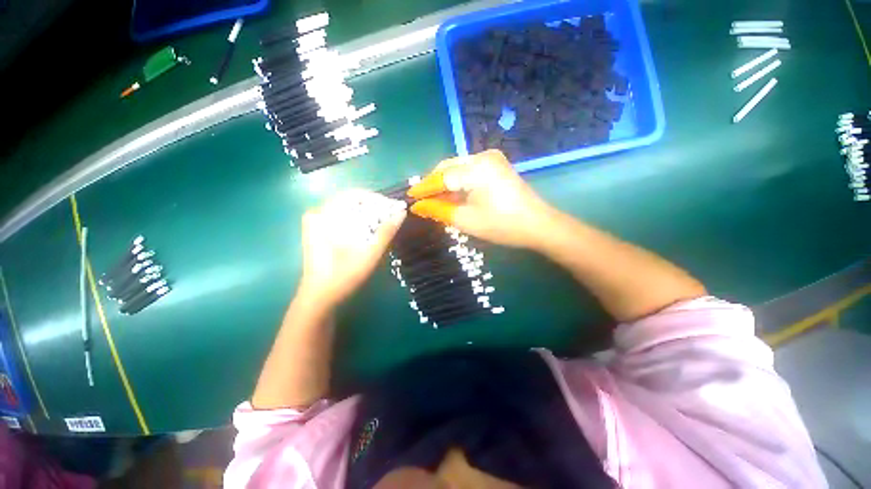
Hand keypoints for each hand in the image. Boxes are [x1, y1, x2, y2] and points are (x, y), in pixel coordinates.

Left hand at [298, 190, 406, 307]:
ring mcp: (316, 223)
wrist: (319, 298)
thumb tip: (401, 212)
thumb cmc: (344, 275)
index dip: (378, 199)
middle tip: (392, 218)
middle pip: (352, 202)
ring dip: (368, 216)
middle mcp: (318, 213)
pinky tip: (368, 233)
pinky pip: (342, 219)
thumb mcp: (369, 253)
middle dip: (375, 209)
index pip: (355, 195)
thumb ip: (386, 231)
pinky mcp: (318, 233)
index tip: (394, 208)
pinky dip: (358, 223)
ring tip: (384, 225)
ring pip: (348, 211)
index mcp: (326, 215)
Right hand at [409, 150, 555, 248]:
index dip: (424, 188)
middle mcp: (482, 156)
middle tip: (422, 199)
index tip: (410, 197)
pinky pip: (469, 169)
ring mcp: (492, 158)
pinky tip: (453, 193)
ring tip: (435, 199)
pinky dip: (458, 181)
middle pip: (448, 167)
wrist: (538, 225)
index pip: (441, 177)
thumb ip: (439, 210)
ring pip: (458, 167)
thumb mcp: (466, 220)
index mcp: (476, 169)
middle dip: (434, 183)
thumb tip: (418, 206)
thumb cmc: (502, 225)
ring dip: (445, 182)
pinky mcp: (497, 164)